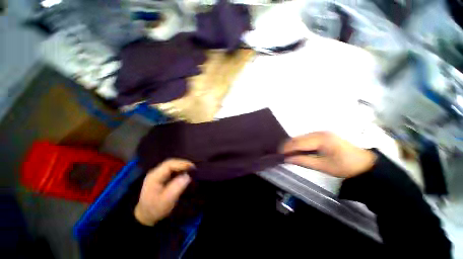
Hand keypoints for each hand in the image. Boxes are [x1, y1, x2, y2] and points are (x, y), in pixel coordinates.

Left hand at [134, 159, 193, 225]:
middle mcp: (155, 173)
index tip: (192, 167)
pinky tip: (184, 173)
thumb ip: (177, 187)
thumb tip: (187, 176)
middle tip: (193, 167)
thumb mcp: (167, 200)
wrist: (146, 216)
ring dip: (181, 166)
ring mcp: (157, 175)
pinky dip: (179, 170)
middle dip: (182, 163)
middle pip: (170, 163)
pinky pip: (171, 170)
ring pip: (171, 165)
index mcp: (154, 177)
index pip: (169, 165)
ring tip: (190, 169)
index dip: (181, 164)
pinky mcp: (160, 178)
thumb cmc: (156, 209)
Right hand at [281, 132, 376, 177]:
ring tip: (287, 153)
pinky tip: (297, 150)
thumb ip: (303, 161)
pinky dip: (299, 144)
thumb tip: (287, 159)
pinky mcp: (322, 135)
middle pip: (297, 138)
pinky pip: (305, 138)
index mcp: (321, 139)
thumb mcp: (323, 166)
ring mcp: (320, 133)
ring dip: (293, 145)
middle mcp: (319, 133)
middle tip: (281, 154)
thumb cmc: (345, 166)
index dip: (286, 148)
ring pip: (300, 137)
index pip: (298, 142)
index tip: (278, 154)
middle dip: (288, 146)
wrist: (365, 164)